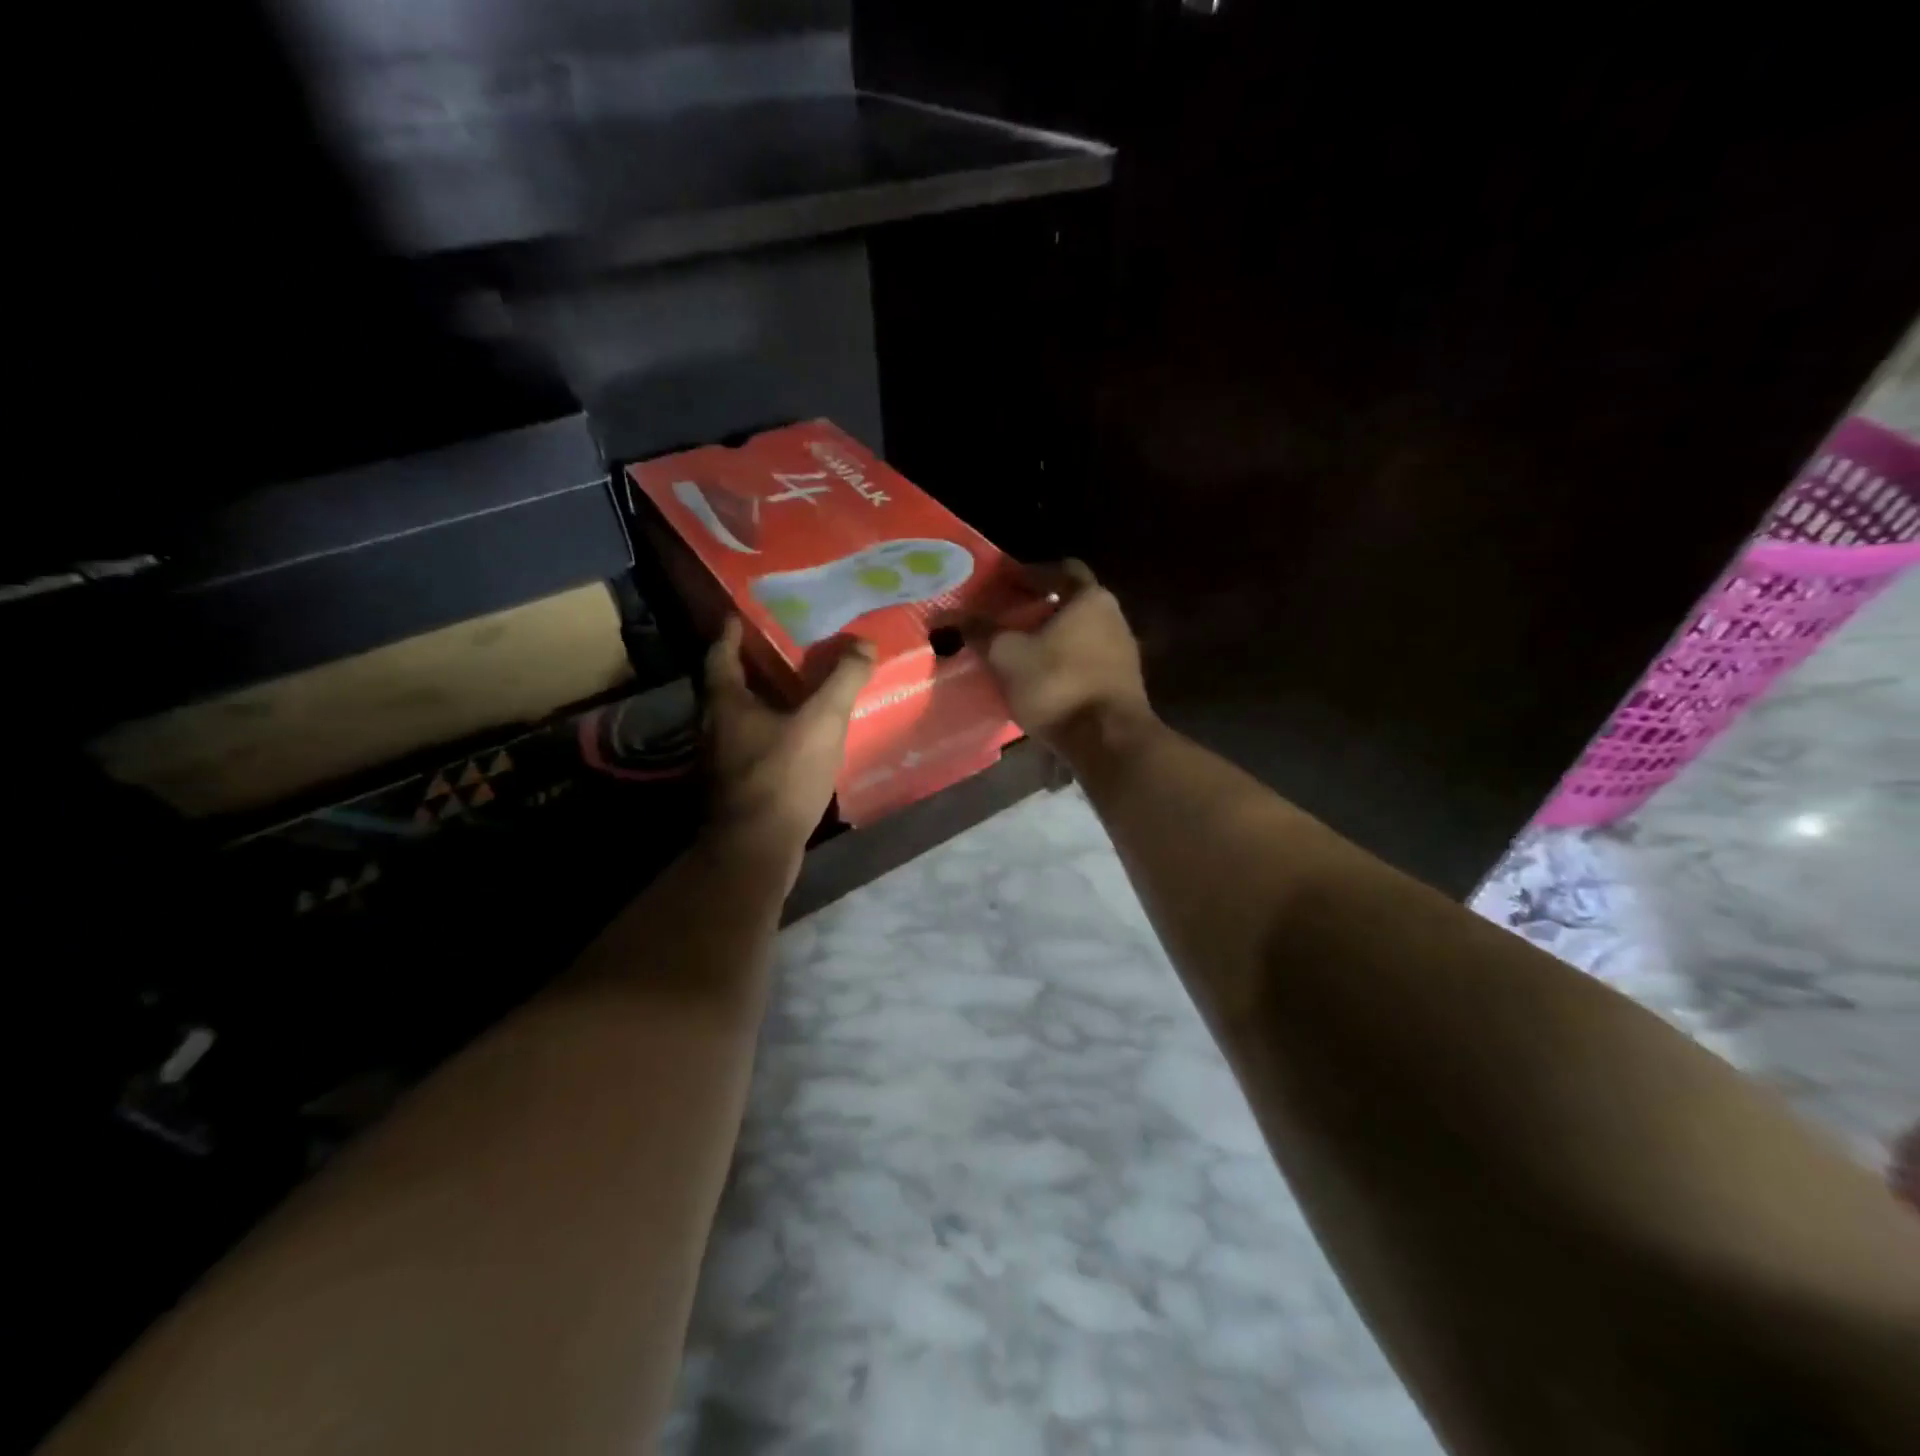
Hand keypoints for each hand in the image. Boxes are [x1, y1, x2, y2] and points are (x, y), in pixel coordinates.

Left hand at [704, 617, 875, 858]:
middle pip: (728, 686)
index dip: (731, 634)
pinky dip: (771, 732)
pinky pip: (752, 745)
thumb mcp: (822, 721)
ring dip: (763, 701)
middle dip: (751, 666)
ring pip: (740, 718)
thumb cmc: (782, 776)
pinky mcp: (737, 787)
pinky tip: (798, 737)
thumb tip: (863, 643)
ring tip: (796, 689)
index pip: (721, 655)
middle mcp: (715, 727)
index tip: (740, 616)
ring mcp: (722, 761)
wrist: (756, 848)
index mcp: (726, 703)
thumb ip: (843, 680)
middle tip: (781, 648)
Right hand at [982, 560, 1153, 750]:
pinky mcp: (1121, 682)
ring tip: (1018, 648)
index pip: (1060, 569)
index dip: (1029, 573)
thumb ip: (980, 631)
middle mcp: (1113, 616)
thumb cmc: (1057, 685)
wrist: (1109, 741)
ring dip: (1051, 636)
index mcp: (1090, 598)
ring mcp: (1123, 651)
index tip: (1003, 584)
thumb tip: (947, 615)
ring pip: (1080, 632)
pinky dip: (1063, 661)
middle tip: (1005, 615)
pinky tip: (1040, 677)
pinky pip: (1087, 659)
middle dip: (1039, 606)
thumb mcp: (1008, 656)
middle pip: (1072, 601)